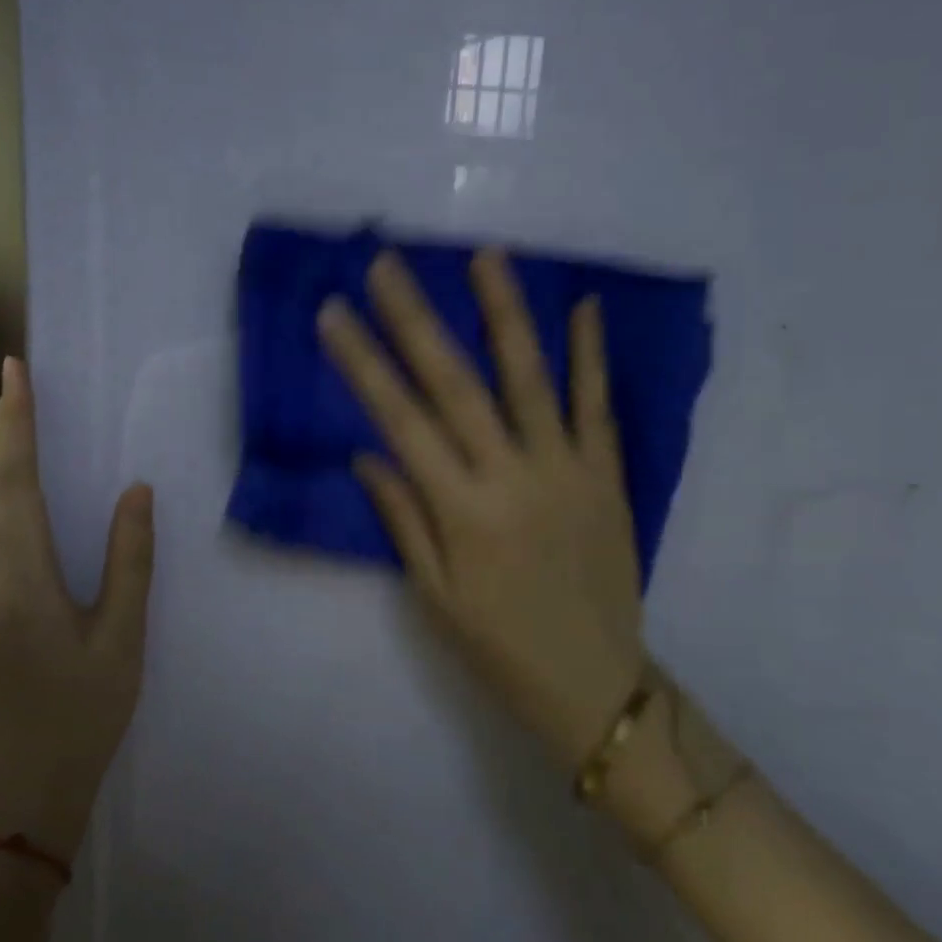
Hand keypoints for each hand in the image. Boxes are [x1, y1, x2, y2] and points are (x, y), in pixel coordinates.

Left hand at [0, 357, 154, 855]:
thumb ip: (131, 561)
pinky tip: (5, 471)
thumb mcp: (124, 637)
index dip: (16, 425)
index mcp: (25, 580)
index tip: (19, 375)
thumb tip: (136, 491)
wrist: (37, 772)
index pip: (14, 484)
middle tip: (16, 377)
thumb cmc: (89, 708)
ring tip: (10, 410)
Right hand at [317, 250, 645, 772]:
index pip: (400, 420)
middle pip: (455, 384)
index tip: (335, 314)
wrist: (596, 685)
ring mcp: (566, 470)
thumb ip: (403, 517)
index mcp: (461, 511)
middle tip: (386, 265)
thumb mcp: (434, 596)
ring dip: (504, 313)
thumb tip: (367, 453)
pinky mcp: (607, 475)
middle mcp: (511, 477)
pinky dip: (591, 355)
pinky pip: (597, 406)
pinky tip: (584, 307)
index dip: (363, 363)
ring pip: (530, 378)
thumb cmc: (499, 647)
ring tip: (484, 257)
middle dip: (415, 320)